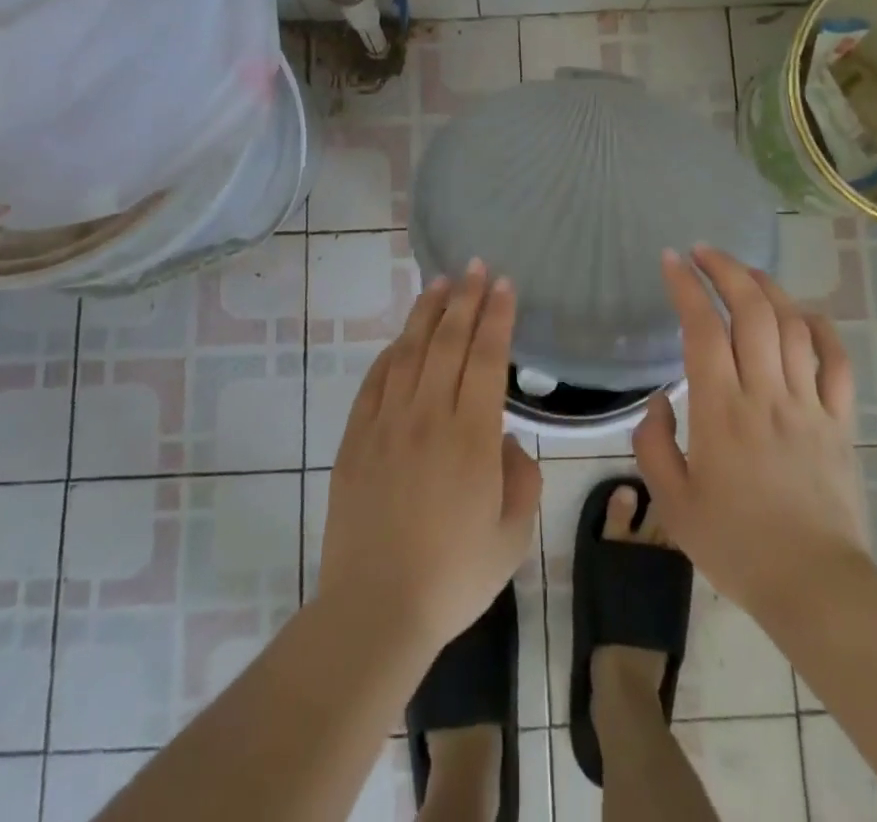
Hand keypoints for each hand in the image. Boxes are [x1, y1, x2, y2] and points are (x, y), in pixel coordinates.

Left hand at [319, 261, 542, 654]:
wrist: (375, 610)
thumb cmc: (453, 576)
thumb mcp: (512, 534)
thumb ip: (520, 477)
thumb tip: (503, 440)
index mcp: (471, 436)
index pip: (487, 357)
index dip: (496, 315)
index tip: (503, 283)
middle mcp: (428, 416)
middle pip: (448, 341)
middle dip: (465, 298)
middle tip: (475, 266)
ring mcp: (387, 423)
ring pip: (410, 351)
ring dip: (427, 313)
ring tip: (439, 282)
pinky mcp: (356, 438)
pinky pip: (375, 381)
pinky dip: (391, 352)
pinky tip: (401, 338)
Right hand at [634, 245, 869, 626]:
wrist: (814, 586)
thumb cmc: (736, 545)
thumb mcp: (673, 502)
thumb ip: (653, 444)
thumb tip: (657, 402)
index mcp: (720, 409)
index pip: (702, 328)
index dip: (686, 286)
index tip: (671, 259)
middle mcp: (765, 393)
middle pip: (751, 311)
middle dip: (726, 269)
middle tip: (704, 251)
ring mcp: (808, 404)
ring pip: (792, 326)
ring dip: (768, 288)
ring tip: (746, 271)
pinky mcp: (839, 422)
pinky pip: (837, 363)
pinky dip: (822, 329)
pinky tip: (805, 312)